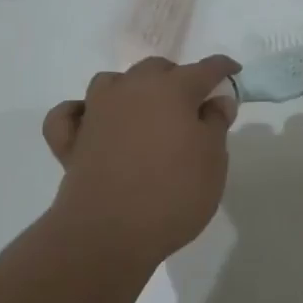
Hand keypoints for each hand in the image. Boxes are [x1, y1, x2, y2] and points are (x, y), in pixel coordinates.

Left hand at [41, 55, 240, 266]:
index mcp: (172, 89)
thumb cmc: (173, 193)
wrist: (109, 233)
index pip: (204, 69)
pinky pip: (70, 114)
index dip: (221, 69)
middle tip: (191, 105)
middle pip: (156, 69)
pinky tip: (90, 121)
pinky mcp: (71, 140)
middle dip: (176, 78)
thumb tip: (216, 100)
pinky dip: (80, 112)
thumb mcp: (213, 160)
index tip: (232, 72)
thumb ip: (216, 124)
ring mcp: (96, 112)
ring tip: (144, 112)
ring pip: (112, 82)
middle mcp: (131, 90)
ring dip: (130, 89)